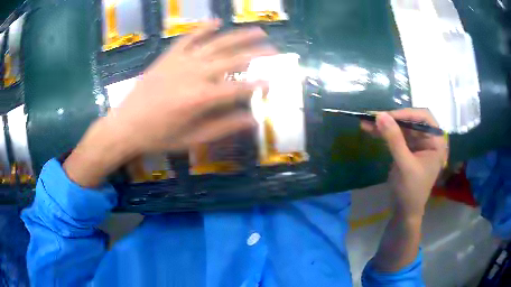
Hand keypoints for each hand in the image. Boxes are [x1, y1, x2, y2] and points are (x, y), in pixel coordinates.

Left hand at [111, 21, 276, 152]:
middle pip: (233, 59)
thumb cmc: (159, 136)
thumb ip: (223, 127)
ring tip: (258, 30)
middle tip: (274, 51)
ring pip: (216, 44)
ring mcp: (181, 61)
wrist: (126, 125)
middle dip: (257, 54)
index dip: (257, 85)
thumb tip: (252, 120)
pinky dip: (202, 29)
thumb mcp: (192, 139)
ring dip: (239, 36)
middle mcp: (195, 74)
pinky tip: (215, 22)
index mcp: (202, 98)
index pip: (239, 88)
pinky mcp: (169, 56)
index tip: (272, 81)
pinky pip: (188, 38)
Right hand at [361, 108, 447, 218]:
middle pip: (411, 121)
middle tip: (373, 118)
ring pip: (401, 127)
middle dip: (392, 119)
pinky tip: (371, 130)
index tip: (388, 116)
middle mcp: (428, 139)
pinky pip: (396, 136)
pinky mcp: (407, 149)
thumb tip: (380, 115)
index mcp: (436, 142)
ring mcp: (417, 144)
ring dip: (385, 125)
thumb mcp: (404, 165)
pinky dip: (384, 133)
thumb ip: (394, 140)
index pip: (424, 117)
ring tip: (366, 123)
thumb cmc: (411, 191)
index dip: (407, 114)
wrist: (405, 211)